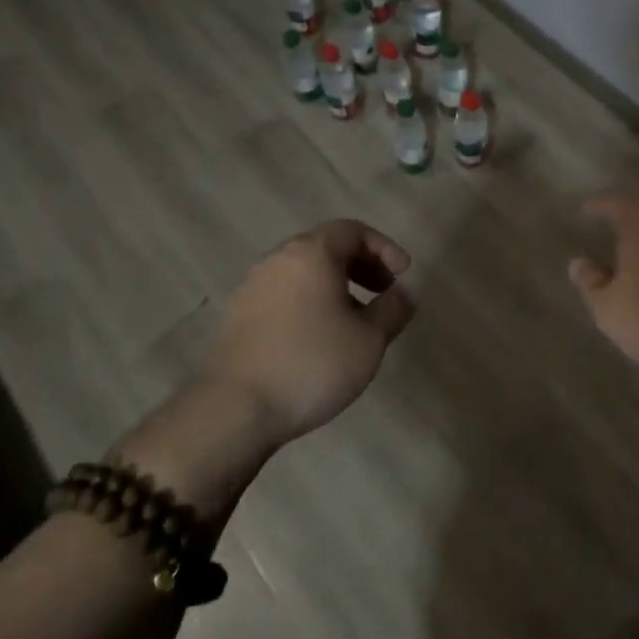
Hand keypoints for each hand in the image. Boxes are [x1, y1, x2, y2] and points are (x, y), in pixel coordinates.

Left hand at [205, 219, 416, 445]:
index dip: (384, 247)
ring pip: (303, 272)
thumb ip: (393, 309)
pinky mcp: (238, 314)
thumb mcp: (369, 340)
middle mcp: (278, 259)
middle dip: (360, 265)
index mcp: (312, 253)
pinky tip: (319, 338)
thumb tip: (404, 293)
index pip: (353, 230)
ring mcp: (253, 286)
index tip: (402, 275)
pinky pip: (284, 293)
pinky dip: (310, 301)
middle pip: (326, 246)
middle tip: (383, 291)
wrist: (234, 408)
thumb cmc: (311, 364)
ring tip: (355, 319)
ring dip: (335, 285)